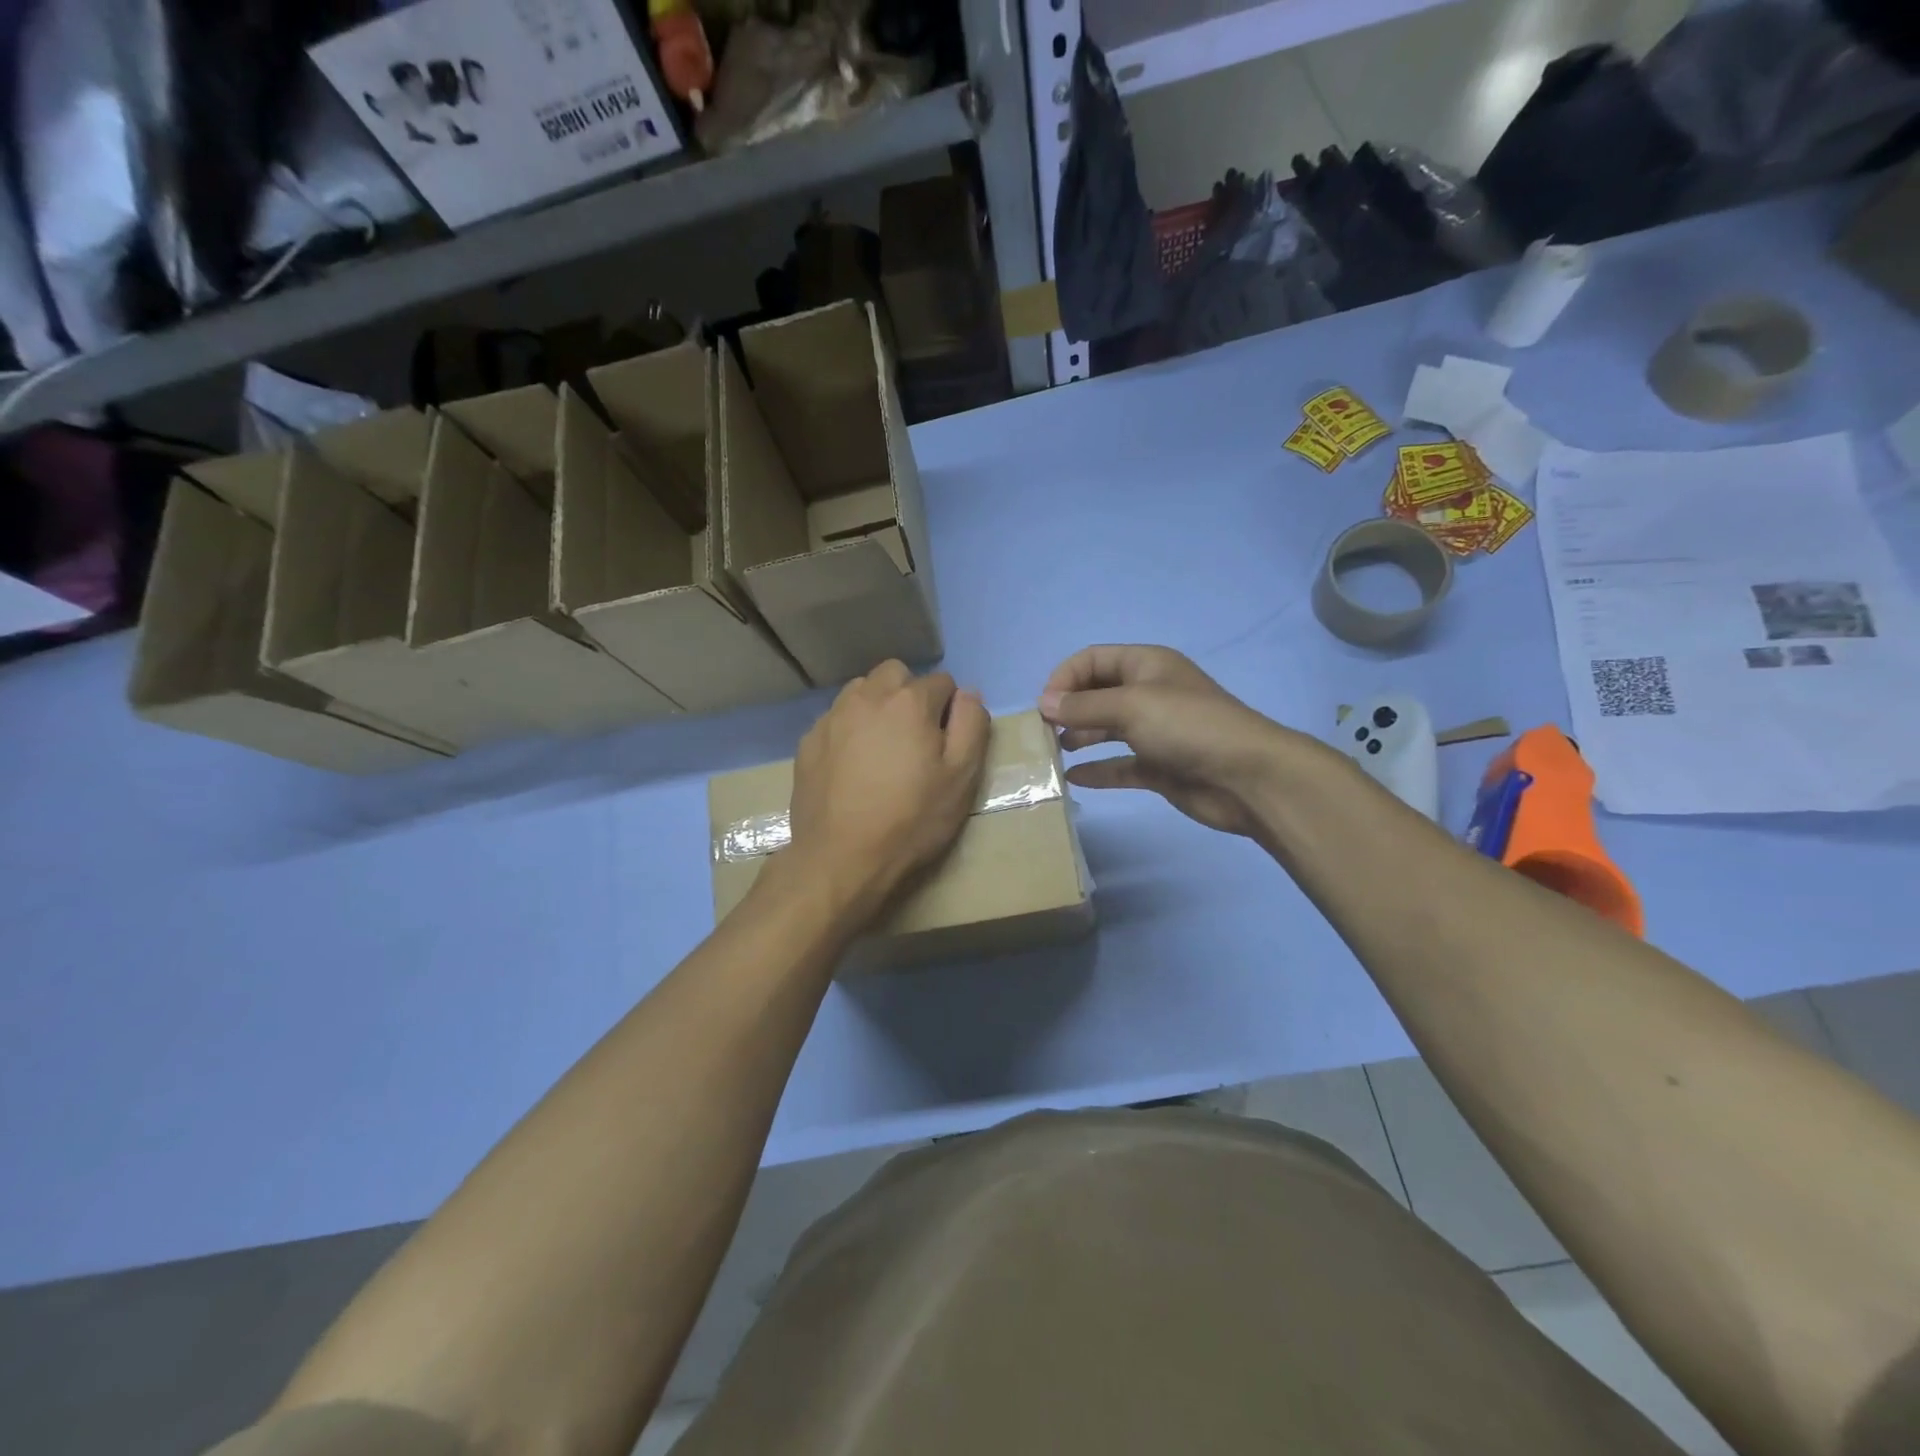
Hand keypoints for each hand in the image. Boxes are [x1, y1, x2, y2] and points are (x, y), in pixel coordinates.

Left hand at [783, 660, 989, 921]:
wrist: (840, 858)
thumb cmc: (911, 820)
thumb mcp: (961, 778)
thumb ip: (971, 726)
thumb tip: (968, 694)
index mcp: (909, 701)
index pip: (942, 682)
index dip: (950, 710)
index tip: (945, 744)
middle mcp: (867, 696)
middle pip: (896, 673)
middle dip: (910, 694)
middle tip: (914, 738)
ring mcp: (832, 717)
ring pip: (861, 690)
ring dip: (877, 706)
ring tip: (882, 749)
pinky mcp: (808, 740)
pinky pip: (836, 718)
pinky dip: (849, 729)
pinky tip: (852, 766)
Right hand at [1039, 645, 1306, 839]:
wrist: (1247, 777)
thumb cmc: (1188, 727)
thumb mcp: (1131, 706)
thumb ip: (1084, 706)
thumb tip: (1044, 703)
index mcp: (1146, 665)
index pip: (1094, 660)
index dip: (1065, 677)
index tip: (1044, 706)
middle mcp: (1149, 694)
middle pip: (1098, 694)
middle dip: (1068, 708)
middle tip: (1042, 733)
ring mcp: (1155, 732)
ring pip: (1106, 729)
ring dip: (1079, 737)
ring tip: (1052, 753)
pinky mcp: (1160, 766)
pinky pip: (1119, 765)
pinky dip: (1097, 770)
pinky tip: (1073, 778)